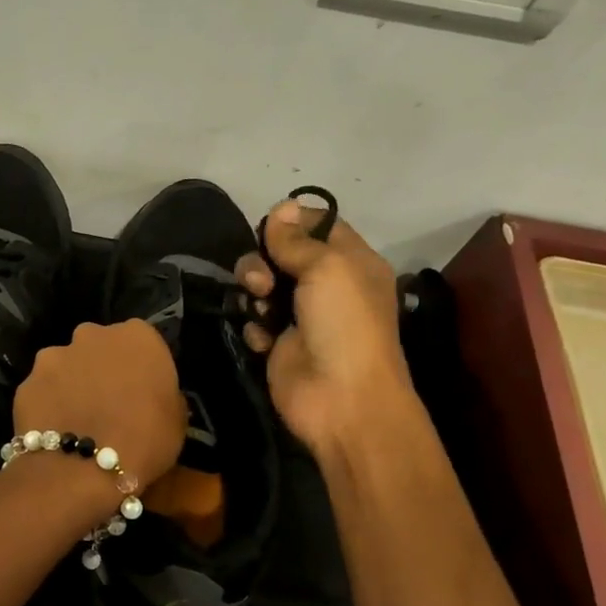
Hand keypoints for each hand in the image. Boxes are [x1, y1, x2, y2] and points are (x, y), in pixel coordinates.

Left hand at [14, 320, 186, 492]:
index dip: (140, 366)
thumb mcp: (176, 419)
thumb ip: (163, 393)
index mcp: (137, 336)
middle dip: (102, 367)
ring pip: (66, 365)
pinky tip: (55, 430)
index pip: (141, 341)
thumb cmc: (144, 442)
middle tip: (108, 403)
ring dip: (72, 383)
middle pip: (99, 346)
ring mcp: (54, 356)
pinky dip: (48, 404)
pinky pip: (42, 390)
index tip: (142, 391)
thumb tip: (151, 395)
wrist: (82, 469)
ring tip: (77, 419)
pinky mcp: (26, 381)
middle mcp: (92, 335)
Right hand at [236, 199, 414, 457]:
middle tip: (262, 280)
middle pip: (282, 254)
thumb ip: (297, 239)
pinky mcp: (278, 343)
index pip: (319, 225)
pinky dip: (254, 324)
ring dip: (254, 290)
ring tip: (259, 305)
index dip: (292, 222)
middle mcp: (327, 285)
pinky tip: (262, 337)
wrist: (341, 399)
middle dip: (264, 259)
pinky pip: (255, 320)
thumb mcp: (327, 268)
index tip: (269, 227)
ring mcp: (301, 316)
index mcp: (351, 262)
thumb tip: (280, 207)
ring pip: (263, 285)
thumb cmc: (344, 325)